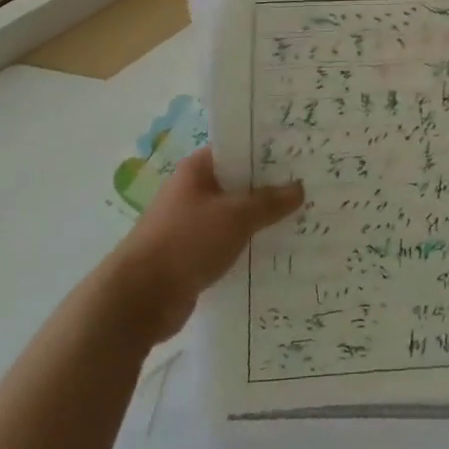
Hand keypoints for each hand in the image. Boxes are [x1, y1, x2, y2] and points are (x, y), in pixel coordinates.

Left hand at [104, 148, 302, 340]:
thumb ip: (269, 202)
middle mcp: (192, 192)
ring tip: (300, 221)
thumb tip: (299, 188)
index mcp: (197, 170)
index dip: (267, 152)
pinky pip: (227, 244)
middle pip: (238, 184)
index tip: (298, 156)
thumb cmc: (186, 242)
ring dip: (260, 221)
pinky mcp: (191, 256)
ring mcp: (190, 225)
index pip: (238, 149)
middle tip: (309, 189)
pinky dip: (247, 246)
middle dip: (269, 189)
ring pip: (234, 216)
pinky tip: (276, 253)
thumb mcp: (236, 217)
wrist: (139, 300)